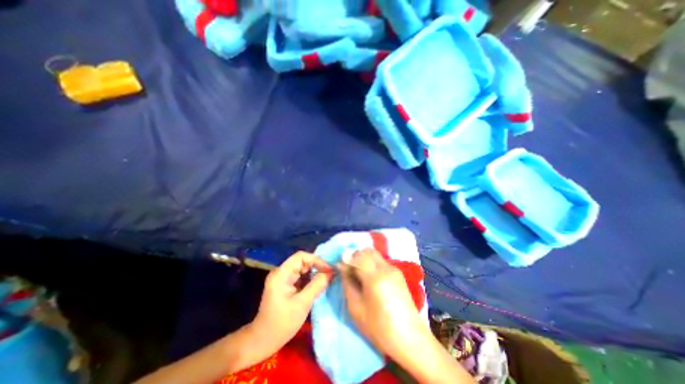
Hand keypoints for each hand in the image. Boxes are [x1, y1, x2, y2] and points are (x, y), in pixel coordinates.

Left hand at [253, 253, 335, 353]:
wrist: (262, 341)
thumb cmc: (281, 324)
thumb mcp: (302, 304)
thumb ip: (317, 285)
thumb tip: (331, 273)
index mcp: (281, 274)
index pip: (301, 256)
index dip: (316, 260)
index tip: (329, 269)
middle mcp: (281, 272)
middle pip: (302, 261)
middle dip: (317, 266)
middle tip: (331, 274)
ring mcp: (283, 278)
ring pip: (303, 269)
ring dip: (315, 273)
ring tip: (328, 279)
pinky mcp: (286, 285)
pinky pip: (301, 276)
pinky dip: (311, 279)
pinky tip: (319, 285)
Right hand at [338, 250, 426, 355]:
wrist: (410, 339)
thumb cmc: (379, 327)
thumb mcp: (356, 308)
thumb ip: (347, 283)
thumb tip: (341, 266)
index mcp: (375, 277)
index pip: (358, 256)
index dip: (347, 258)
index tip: (341, 267)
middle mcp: (386, 268)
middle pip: (367, 251)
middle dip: (356, 256)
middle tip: (350, 271)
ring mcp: (394, 269)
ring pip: (375, 254)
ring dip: (364, 259)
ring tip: (360, 276)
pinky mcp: (399, 274)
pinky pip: (381, 262)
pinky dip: (372, 264)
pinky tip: (371, 279)